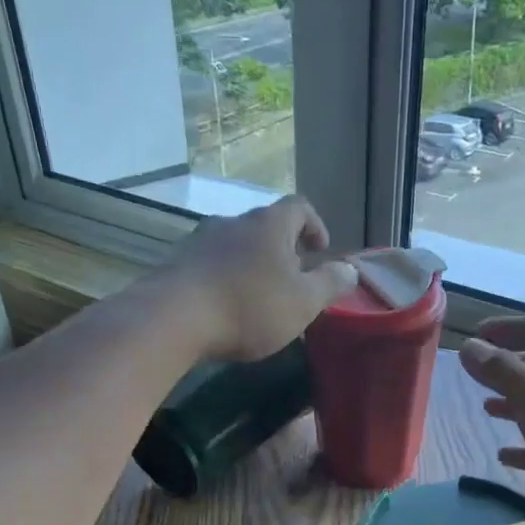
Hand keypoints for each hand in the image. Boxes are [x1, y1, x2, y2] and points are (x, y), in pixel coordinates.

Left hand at [157, 196, 357, 360]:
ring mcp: (201, 239)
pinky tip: (227, 306)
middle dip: (283, 249)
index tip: (321, 250)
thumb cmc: (249, 307)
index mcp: (270, 224)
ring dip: (252, 264)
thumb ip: (330, 284)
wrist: (174, 318)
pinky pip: (211, 263)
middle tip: (293, 278)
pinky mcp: (178, 261)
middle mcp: (234, 221)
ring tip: (259, 296)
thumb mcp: (303, 303)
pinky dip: (226, 277)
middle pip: (266, 225)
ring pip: (237, 245)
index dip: (315, 225)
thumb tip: (350, 269)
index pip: (300, 207)